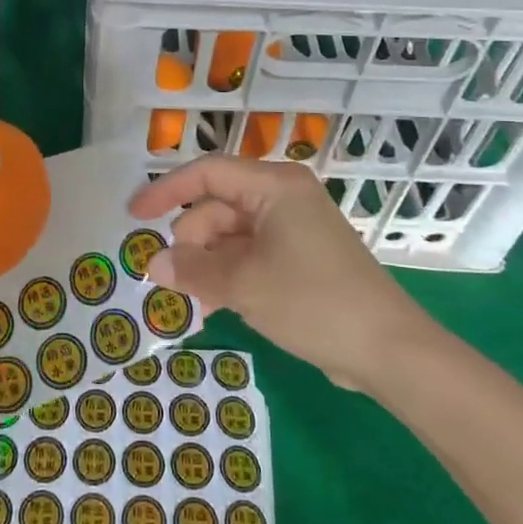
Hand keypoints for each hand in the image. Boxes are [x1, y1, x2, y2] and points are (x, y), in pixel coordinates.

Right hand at [129, 157, 430, 388]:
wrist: (388, 350)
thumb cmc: (313, 302)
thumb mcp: (243, 285)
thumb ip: (192, 269)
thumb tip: (153, 263)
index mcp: (274, 186)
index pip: (207, 173)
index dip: (166, 191)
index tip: (133, 215)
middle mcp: (284, 197)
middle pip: (218, 207)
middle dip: (191, 242)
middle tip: (173, 282)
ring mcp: (294, 228)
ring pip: (232, 235)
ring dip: (208, 264)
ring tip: (194, 303)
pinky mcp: (301, 257)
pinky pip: (251, 255)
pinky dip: (230, 275)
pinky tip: (215, 306)